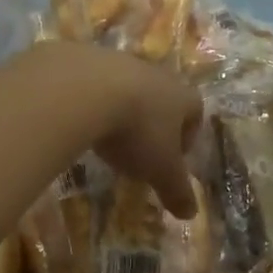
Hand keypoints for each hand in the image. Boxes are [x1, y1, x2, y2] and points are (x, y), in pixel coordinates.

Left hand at [37, 43, 201, 217]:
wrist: (84, 89)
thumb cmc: (136, 131)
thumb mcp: (160, 170)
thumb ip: (176, 191)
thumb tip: (191, 214)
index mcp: (181, 96)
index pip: (195, 112)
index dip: (188, 136)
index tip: (173, 158)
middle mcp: (154, 73)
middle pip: (161, 97)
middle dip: (153, 122)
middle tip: (139, 150)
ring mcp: (118, 61)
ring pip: (126, 86)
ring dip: (120, 108)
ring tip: (105, 136)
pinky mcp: (84, 57)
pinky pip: (92, 81)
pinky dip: (89, 100)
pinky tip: (77, 118)